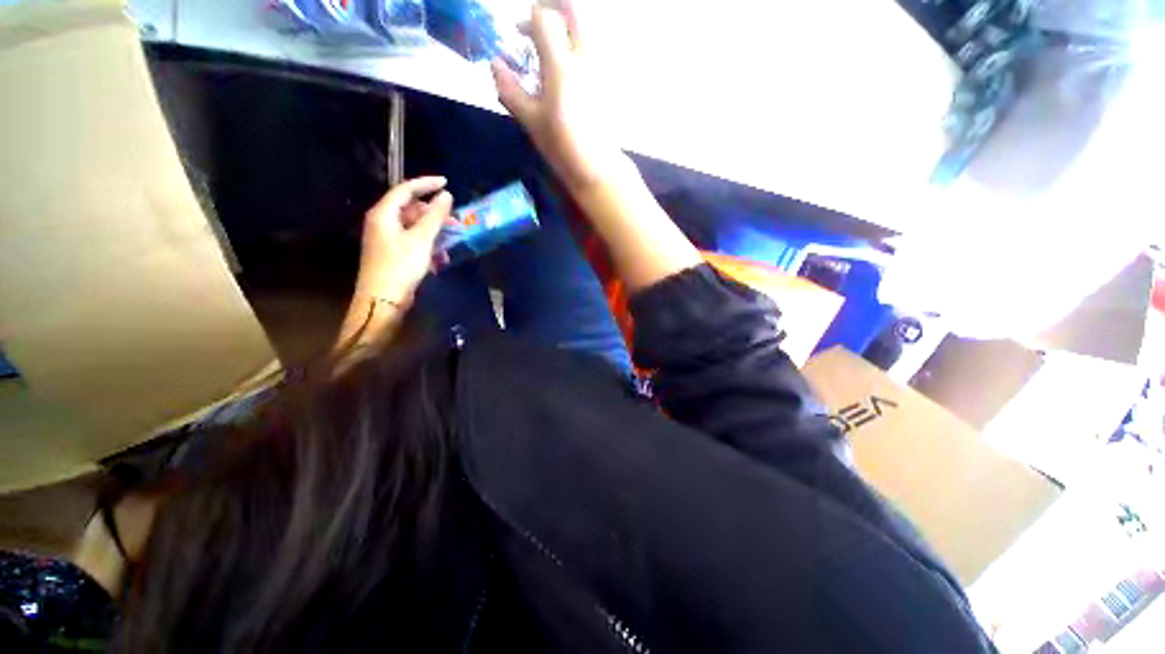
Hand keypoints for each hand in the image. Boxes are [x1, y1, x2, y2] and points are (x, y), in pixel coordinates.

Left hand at [354, 176, 452, 308]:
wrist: (382, 300)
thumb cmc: (400, 266)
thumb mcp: (421, 239)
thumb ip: (435, 216)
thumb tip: (446, 195)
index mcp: (384, 214)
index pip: (405, 189)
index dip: (426, 183)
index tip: (447, 183)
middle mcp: (382, 222)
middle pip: (410, 208)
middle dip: (434, 213)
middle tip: (455, 220)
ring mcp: (387, 239)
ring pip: (414, 226)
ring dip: (434, 231)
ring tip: (451, 239)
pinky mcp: (393, 253)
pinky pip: (413, 240)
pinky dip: (428, 244)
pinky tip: (441, 256)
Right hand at [491, 2, 628, 193]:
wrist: (597, 166)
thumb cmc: (562, 146)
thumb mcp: (530, 121)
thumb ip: (510, 90)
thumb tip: (494, 63)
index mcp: (561, 67)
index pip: (543, 18)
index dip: (529, 20)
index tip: (520, 35)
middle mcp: (584, 58)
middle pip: (572, 10)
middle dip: (552, 9)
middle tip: (538, 25)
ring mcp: (600, 67)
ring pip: (585, 28)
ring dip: (566, 28)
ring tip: (551, 52)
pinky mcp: (608, 79)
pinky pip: (593, 48)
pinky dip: (578, 47)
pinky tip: (568, 72)